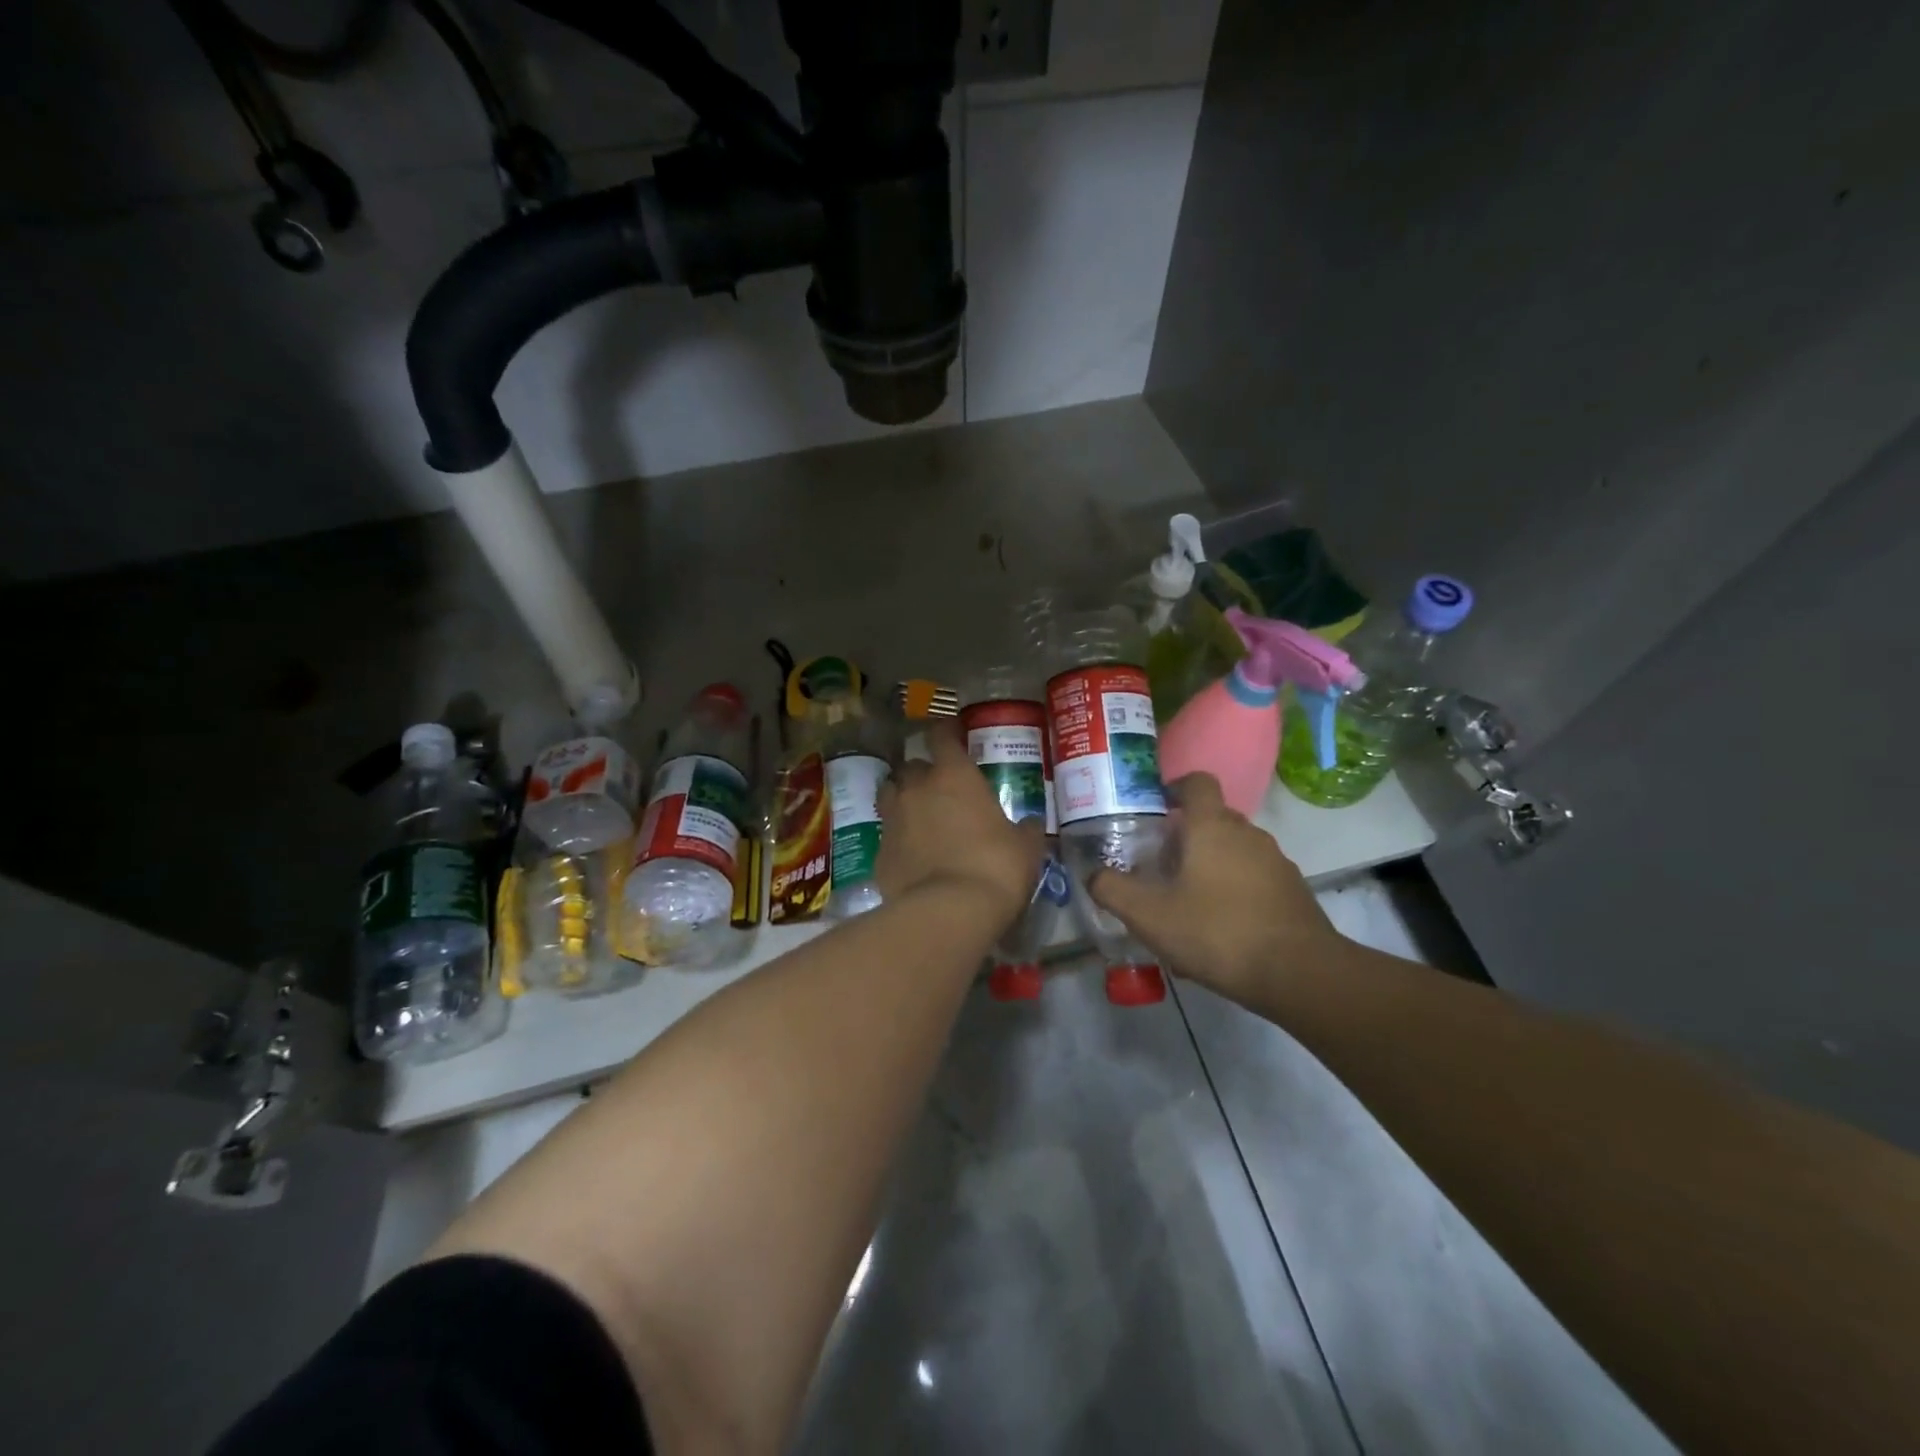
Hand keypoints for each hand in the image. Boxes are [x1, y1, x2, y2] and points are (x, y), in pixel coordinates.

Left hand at [875, 721, 1044, 933]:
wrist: (950, 911)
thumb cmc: (996, 867)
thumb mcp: (1026, 847)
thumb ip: (1026, 830)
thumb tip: (1032, 825)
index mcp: (954, 776)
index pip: (941, 736)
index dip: (946, 733)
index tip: (952, 735)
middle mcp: (917, 789)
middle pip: (911, 766)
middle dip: (923, 773)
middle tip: (940, 788)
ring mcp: (893, 820)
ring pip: (890, 794)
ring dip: (902, 799)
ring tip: (919, 815)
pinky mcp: (878, 853)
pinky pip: (888, 836)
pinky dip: (898, 839)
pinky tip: (912, 855)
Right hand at [1088, 773, 1337, 1004]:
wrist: (1299, 973)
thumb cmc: (1216, 931)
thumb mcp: (1149, 915)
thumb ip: (1113, 890)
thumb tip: (1093, 874)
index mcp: (1212, 826)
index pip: (1197, 782)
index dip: (1175, 787)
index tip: (1156, 807)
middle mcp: (1247, 833)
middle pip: (1212, 820)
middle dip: (1185, 837)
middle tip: (1160, 868)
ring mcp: (1276, 862)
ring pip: (1233, 852)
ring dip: (1209, 868)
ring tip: (1187, 906)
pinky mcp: (1292, 891)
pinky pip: (1254, 879)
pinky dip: (1234, 893)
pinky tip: (1219, 932)